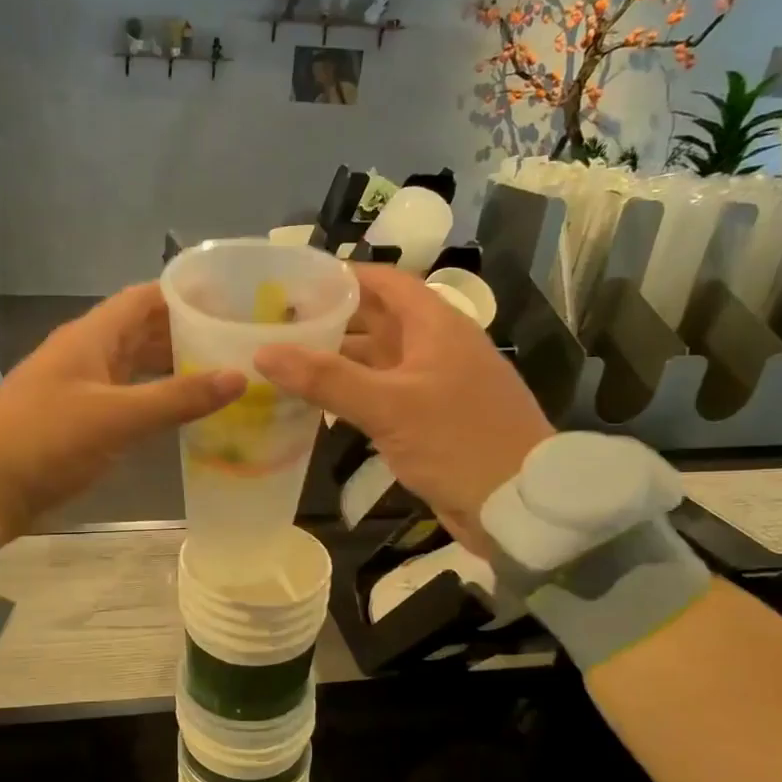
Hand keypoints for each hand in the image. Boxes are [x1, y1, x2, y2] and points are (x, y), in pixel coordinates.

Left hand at [0, 283, 243, 544]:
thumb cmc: (48, 440)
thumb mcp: (117, 417)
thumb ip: (178, 397)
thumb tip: (239, 376)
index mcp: (90, 336)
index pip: (145, 298)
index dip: (185, 295)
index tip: (232, 301)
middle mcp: (86, 353)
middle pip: (143, 331)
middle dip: (187, 333)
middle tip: (237, 343)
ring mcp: (80, 386)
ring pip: (135, 366)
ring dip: (172, 367)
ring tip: (221, 374)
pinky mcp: (78, 419)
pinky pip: (126, 397)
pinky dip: (154, 398)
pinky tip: (183, 412)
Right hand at [254, 264, 551, 551]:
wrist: (518, 505)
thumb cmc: (459, 441)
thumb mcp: (389, 406)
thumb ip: (326, 379)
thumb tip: (264, 353)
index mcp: (436, 327)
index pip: (386, 283)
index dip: (344, 277)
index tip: (296, 281)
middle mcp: (435, 348)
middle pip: (377, 321)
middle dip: (331, 320)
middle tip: (277, 324)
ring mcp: (433, 385)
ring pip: (376, 361)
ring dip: (336, 361)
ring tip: (285, 362)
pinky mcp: (429, 420)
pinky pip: (382, 395)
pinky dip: (351, 395)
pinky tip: (317, 406)